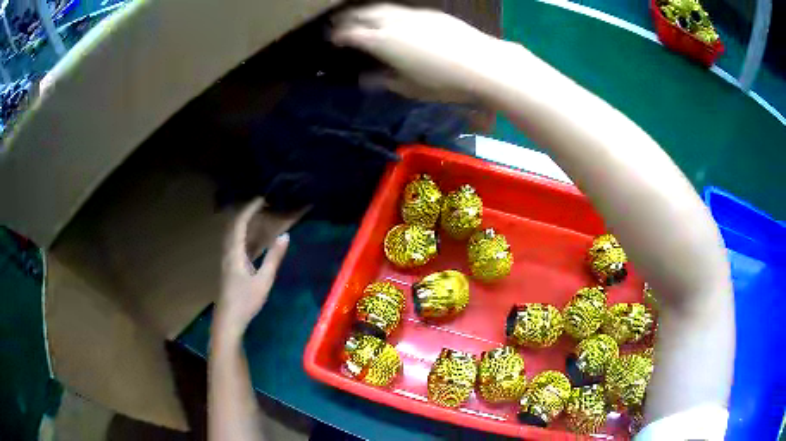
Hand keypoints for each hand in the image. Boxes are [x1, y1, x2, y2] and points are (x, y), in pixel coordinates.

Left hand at [215, 198, 289, 339]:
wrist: (228, 320)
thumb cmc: (246, 301)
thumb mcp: (264, 280)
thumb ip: (274, 258)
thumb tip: (285, 236)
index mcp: (234, 252)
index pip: (239, 223)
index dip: (250, 209)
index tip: (262, 199)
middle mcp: (227, 252)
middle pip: (233, 226)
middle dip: (246, 212)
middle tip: (261, 205)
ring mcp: (226, 260)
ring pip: (232, 234)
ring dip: (243, 223)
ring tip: (257, 217)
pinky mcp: (228, 267)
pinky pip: (234, 243)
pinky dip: (243, 235)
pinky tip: (252, 240)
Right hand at [333, 4, 508, 101]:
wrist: (482, 64)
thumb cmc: (443, 82)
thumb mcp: (409, 88)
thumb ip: (384, 80)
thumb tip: (365, 78)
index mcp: (382, 42)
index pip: (351, 34)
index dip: (338, 36)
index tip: (332, 39)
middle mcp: (393, 22)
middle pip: (363, 14)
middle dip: (347, 18)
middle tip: (339, 23)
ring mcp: (412, 14)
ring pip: (382, 7)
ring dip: (367, 11)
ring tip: (361, 17)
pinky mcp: (430, 13)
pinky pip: (401, 9)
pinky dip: (389, 12)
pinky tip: (393, 19)